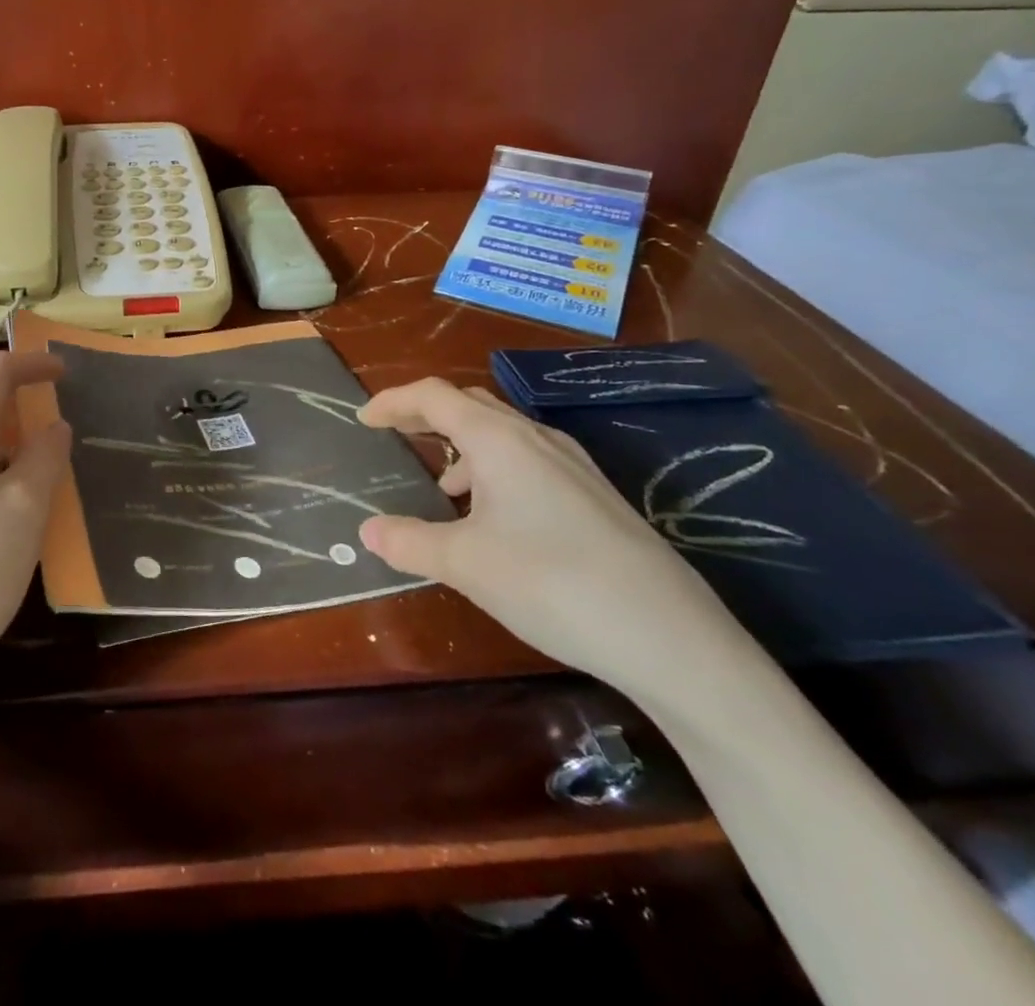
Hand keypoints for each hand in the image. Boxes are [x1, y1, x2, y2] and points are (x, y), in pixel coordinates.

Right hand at [357, 379, 751, 698]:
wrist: (670, 638)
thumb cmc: (551, 582)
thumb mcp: (465, 564)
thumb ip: (409, 541)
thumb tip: (368, 530)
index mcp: (499, 440)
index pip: (434, 396)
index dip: (393, 402)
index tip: (364, 419)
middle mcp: (536, 438)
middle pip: (470, 405)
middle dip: (427, 416)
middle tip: (396, 436)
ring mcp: (573, 466)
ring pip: (502, 435)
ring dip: (463, 448)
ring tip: (443, 491)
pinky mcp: (595, 496)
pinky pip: (528, 462)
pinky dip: (494, 472)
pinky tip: (494, 520)